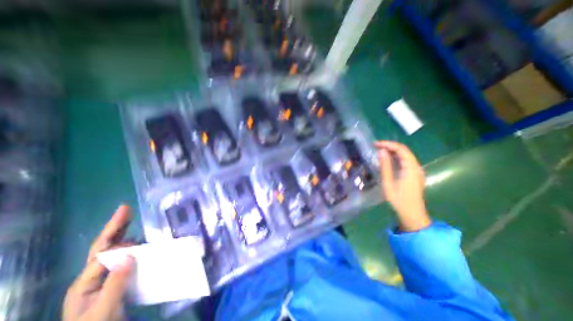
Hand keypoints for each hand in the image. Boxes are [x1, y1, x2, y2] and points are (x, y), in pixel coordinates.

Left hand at [62, 206, 135, 320]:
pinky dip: (131, 243)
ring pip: (112, 248)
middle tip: (125, 208)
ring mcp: (104, 276)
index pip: (101, 254)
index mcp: (86, 282)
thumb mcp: (104, 309)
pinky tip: (139, 239)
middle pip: (103, 246)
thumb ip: (115, 282)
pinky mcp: (116, 277)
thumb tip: (129, 255)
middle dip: (114, 226)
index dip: (117, 240)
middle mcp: (93, 275)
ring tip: (131, 218)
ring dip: (122, 232)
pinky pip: (123, 255)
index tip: (134, 231)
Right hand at [377, 141, 429, 229]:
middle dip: (390, 146)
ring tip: (379, 151)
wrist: (412, 214)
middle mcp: (417, 167)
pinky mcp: (414, 175)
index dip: (388, 144)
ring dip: (392, 152)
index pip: (401, 149)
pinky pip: (405, 162)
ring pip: (405, 156)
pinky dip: (396, 158)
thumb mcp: (388, 183)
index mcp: (411, 168)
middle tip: (376, 146)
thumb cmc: (398, 199)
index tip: (375, 144)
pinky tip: (387, 160)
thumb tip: (381, 151)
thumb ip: (385, 166)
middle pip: (404, 151)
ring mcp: (417, 171)